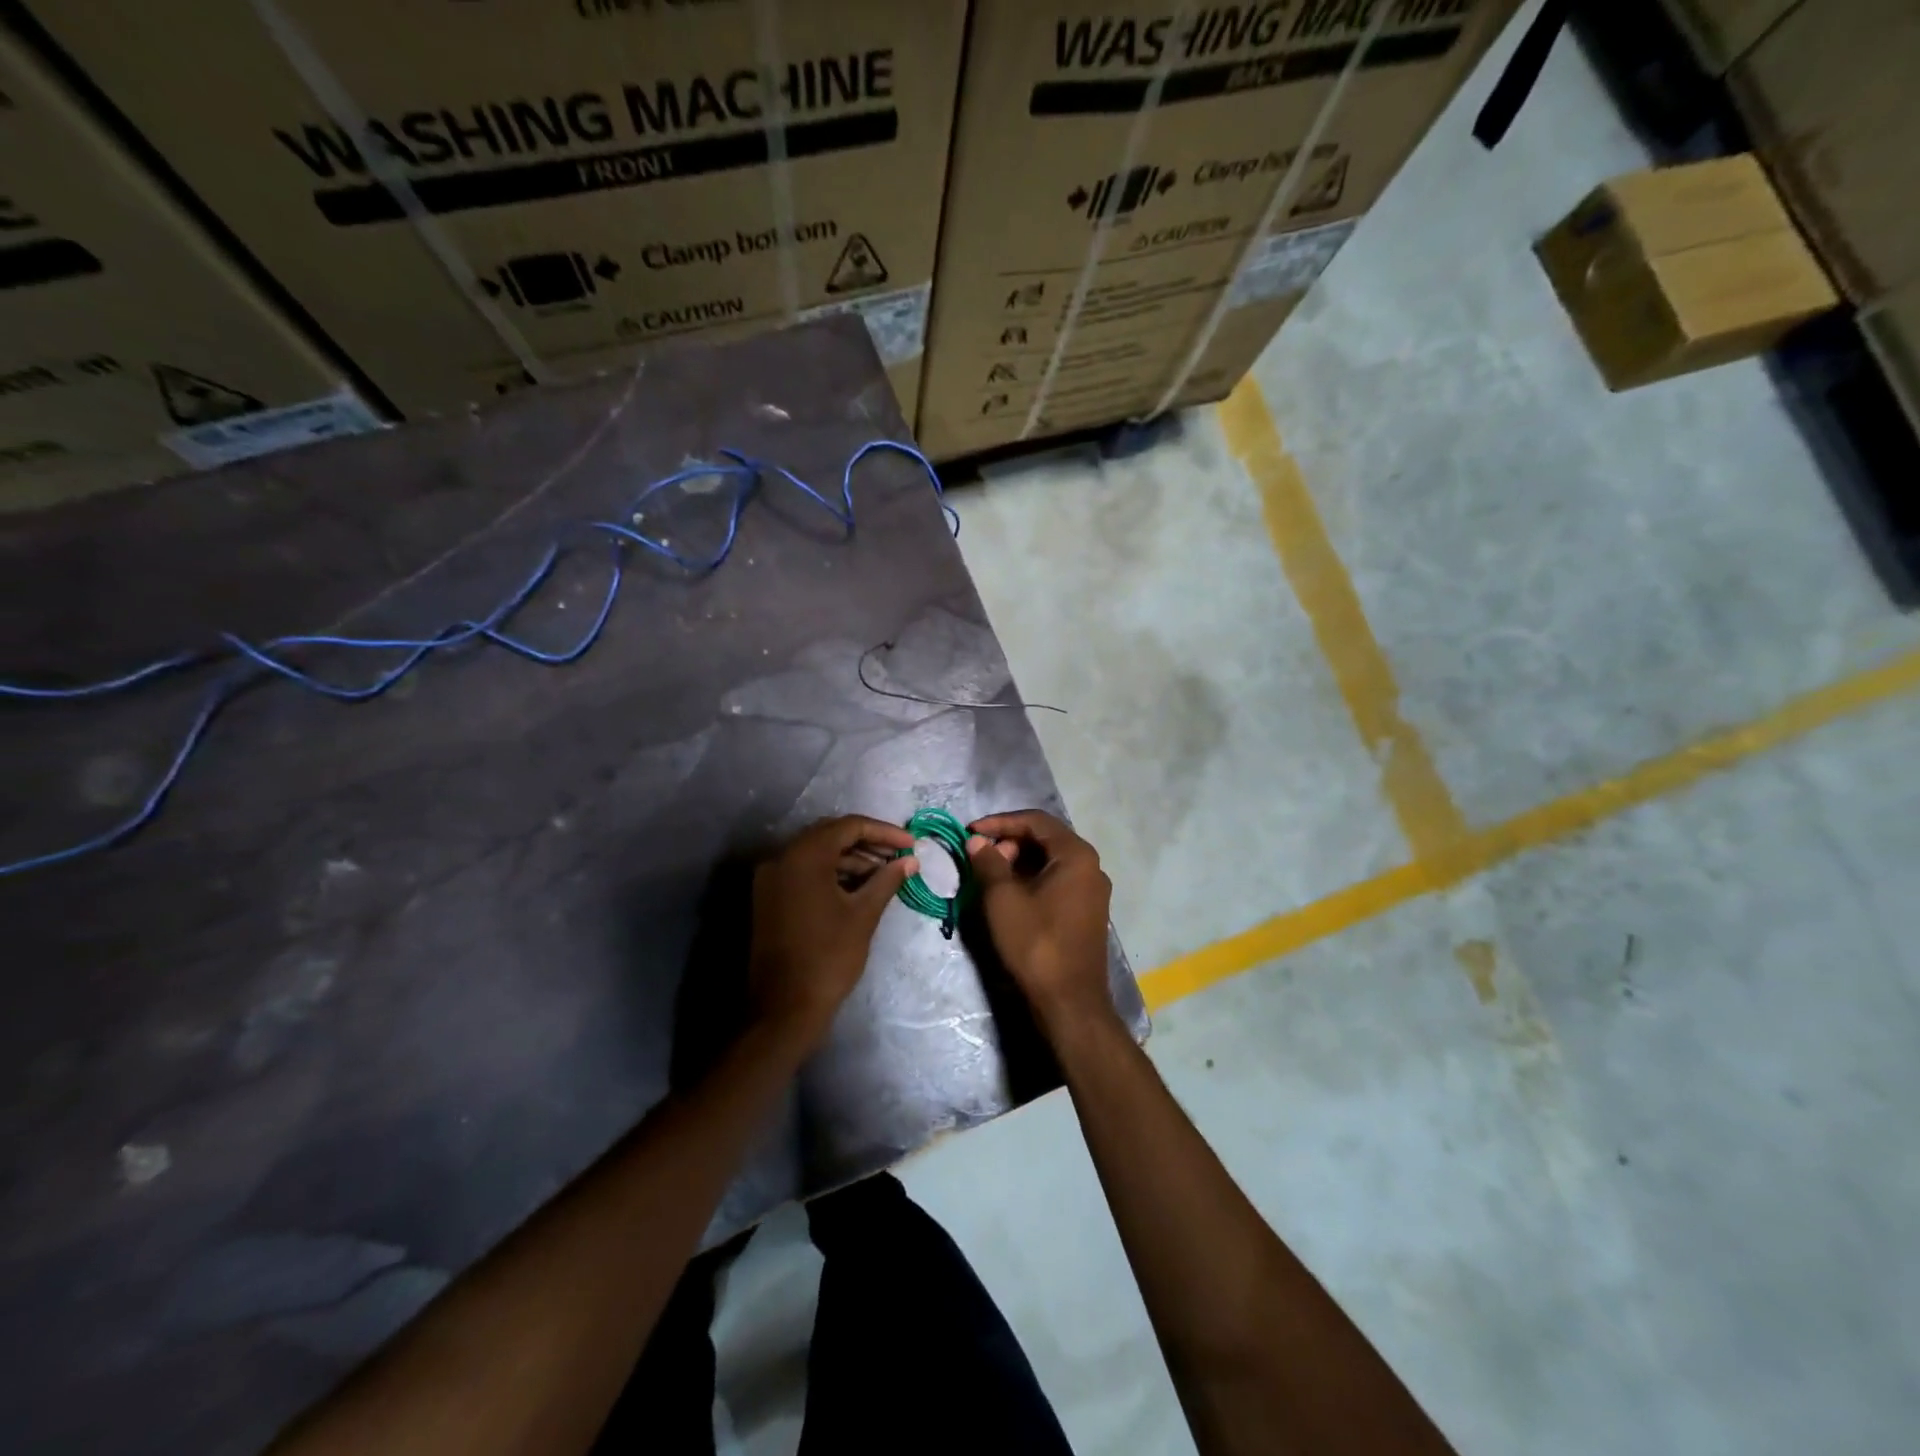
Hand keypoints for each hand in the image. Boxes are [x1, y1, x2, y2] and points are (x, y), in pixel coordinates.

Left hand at [750, 815, 916, 1048]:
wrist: (784, 1008)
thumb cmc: (829, 956)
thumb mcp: (864, 914)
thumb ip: (887, 880)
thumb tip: (910, 861)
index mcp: (803, 856)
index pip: (849, 826)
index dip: (884, 832)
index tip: (912, 844)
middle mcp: (781, 858)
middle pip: (830, 835)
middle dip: (868, 843)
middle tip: (899, 856)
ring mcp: (771, 878)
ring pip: (817, 855)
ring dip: (851, 860)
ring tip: (885, 874)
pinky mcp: (769, 898)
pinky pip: (804, 872)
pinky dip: (832, 874)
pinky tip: (859, 888)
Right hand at [966, 810, 1113, 1036]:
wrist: (1069, 1002)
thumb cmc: (1036, 943)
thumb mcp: (1003, 899)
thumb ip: (988, 862)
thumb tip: (977, 842)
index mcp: (1076, 855)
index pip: (1036, 821)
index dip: (1000, 822)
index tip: (971, 831)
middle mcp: (1091, 866)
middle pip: (1045, 839)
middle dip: (1009, 842)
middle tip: (981, 858)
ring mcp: (1092, 891)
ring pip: (1050, 861)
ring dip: (1018, 862)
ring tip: (990, 876)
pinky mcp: (1087, 912)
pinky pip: (1057, 881)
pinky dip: (1031, 880)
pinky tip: (1010, 895)